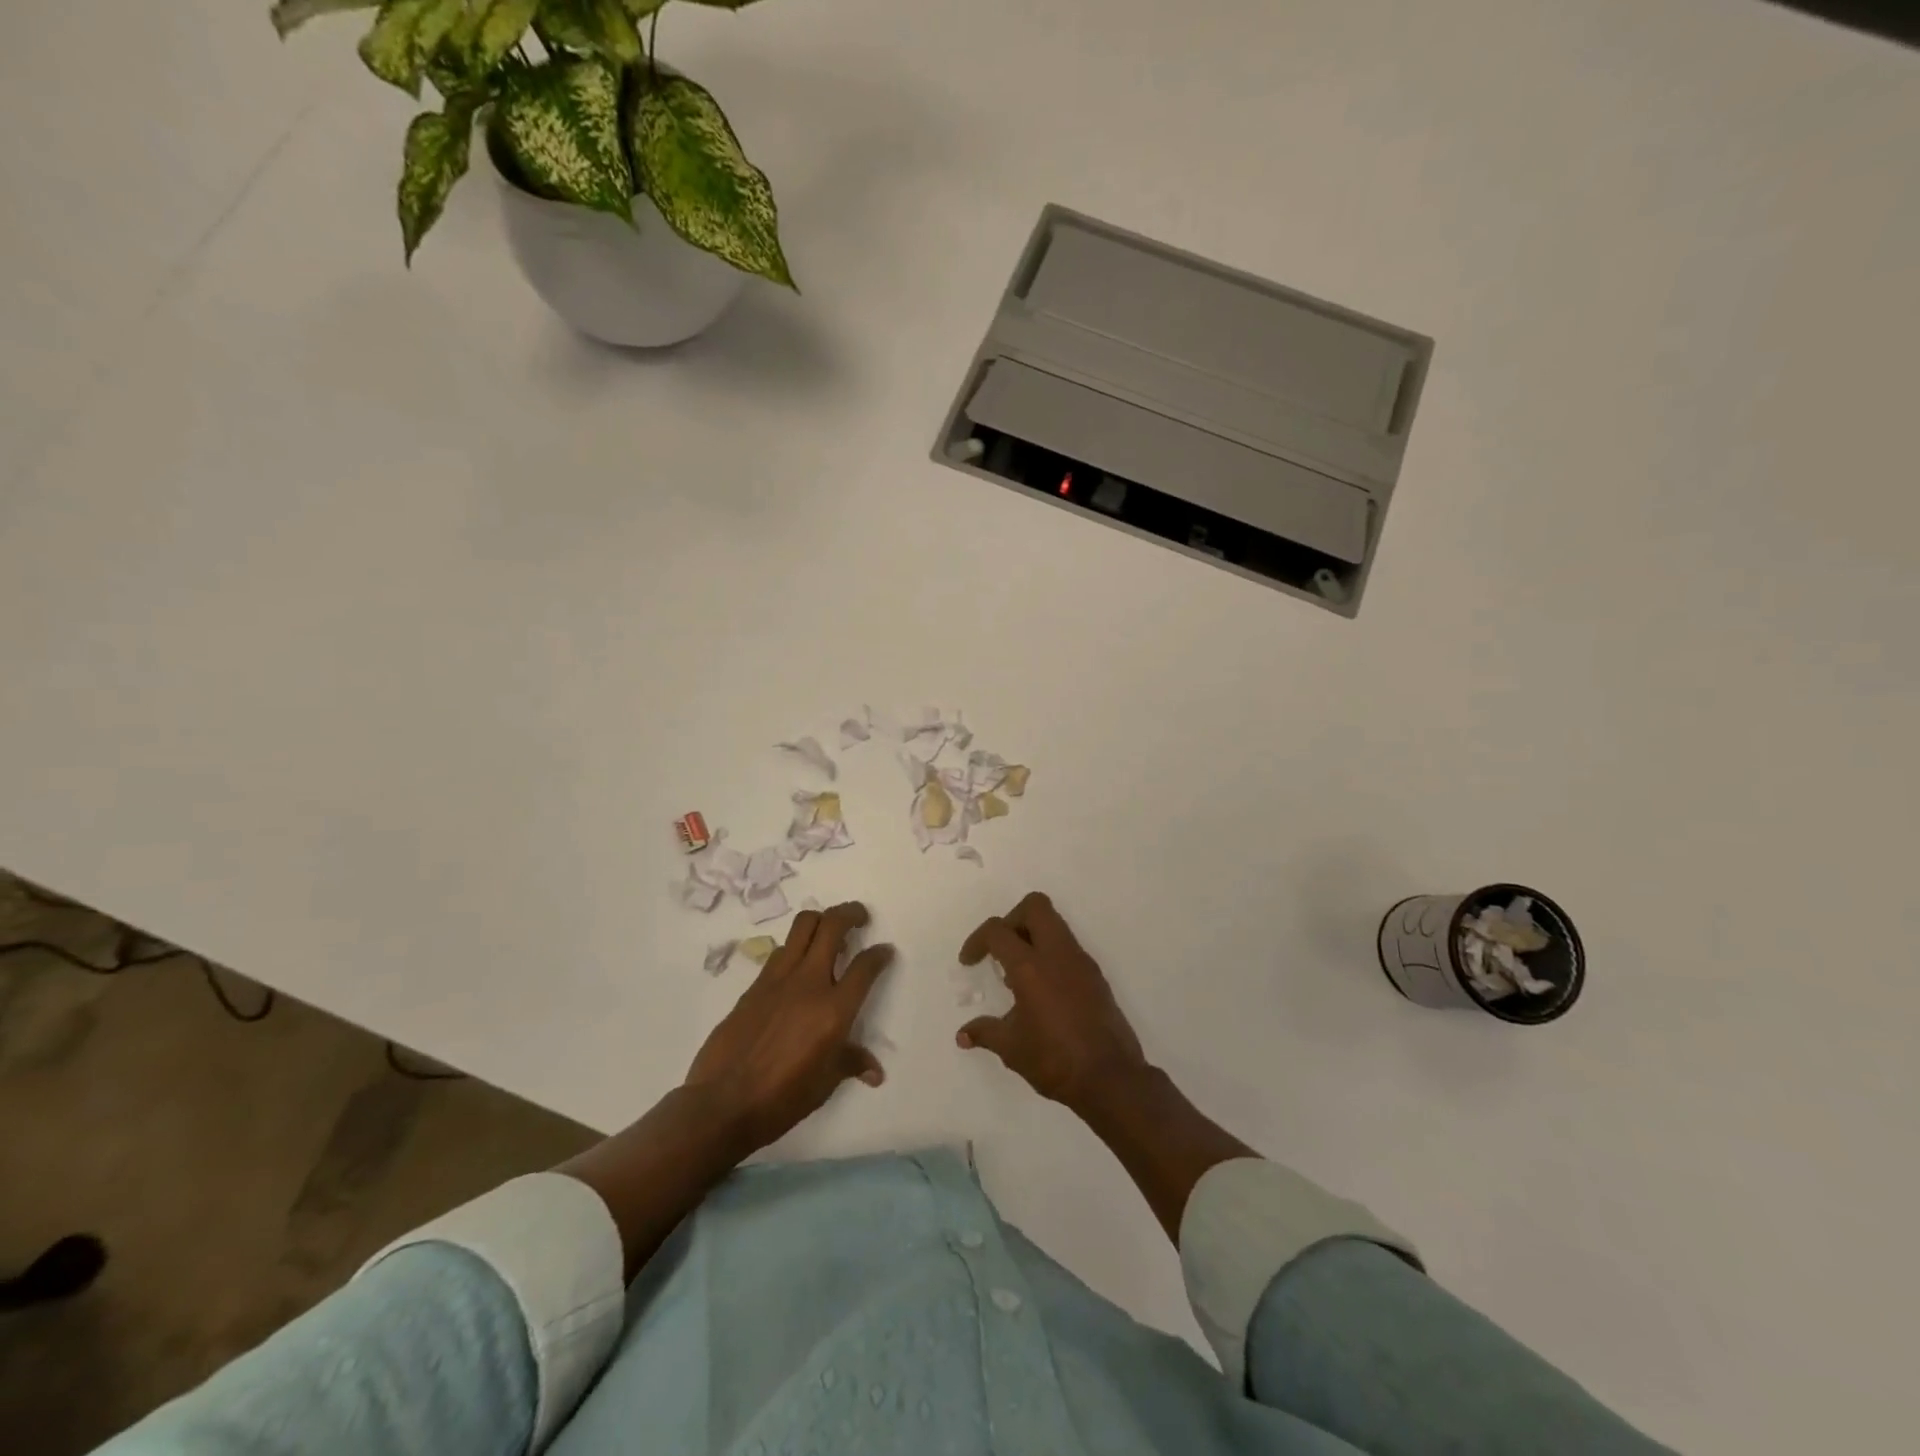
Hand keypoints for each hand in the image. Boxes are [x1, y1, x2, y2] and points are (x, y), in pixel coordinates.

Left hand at [685, 902, 894, 1153]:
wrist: (722, 1103)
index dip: (879, 954)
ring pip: (803, 926)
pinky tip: (797, 966)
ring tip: (829, 933)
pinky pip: (780, 951)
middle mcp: (809, 983)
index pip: (865, 966)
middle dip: (851, 913)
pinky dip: (795, 947)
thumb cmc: (782, 1098)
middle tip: (860, 917)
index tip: (885, 951)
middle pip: (832, 926)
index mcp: (834, 1009)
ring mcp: (778, 979)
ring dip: (820, 921)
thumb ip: (851, 1063)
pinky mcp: (754, 985)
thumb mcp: (825, 1083)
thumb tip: (874, 1072)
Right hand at [955, 892, 1148, 1114]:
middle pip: (1034, 906)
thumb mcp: (1012, 1048)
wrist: (1111, 1079)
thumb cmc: (1055, 1060)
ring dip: (1032, 937)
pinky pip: (1068, 948)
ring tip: (1018, 976)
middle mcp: (1058, 954)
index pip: (998, 931)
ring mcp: (1081, 962)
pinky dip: (1050, 955)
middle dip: (1011, 920)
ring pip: (1055, 924)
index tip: (969, 963)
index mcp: (1031, 967)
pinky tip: (1042, 991)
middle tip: (1000, 950)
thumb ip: (985, 1032)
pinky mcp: (1096, 976)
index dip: (977, 940)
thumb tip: (962, 1035)